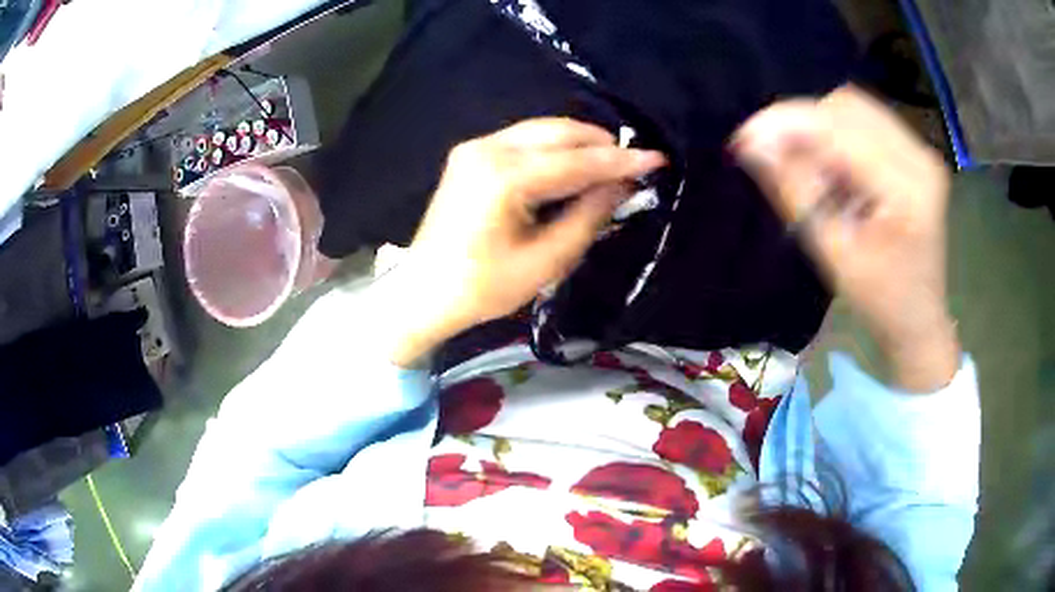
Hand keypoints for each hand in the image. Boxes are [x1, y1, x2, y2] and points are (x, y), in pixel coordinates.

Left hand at [381, 118, 665, 366]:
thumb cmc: (483, 287)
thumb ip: (588, 216)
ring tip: (610, 164)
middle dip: (600, 144)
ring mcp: (475, 148)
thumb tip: (622, 185)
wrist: (424, 292)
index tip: (658, 159)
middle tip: (634, 163)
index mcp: (504, 177)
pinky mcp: (470, 155)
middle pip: (558, 132)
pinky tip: (572, 166)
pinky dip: (553, 149)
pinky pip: (523, 140)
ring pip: (541, 131)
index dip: (621, 160)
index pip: (576, 160)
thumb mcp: (546, 261)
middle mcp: (487, 149)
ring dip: (578, 143)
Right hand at [732, 86, 958, 391]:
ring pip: (855, 107)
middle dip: (803, 123)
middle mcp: (919, 157)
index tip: (745, 139)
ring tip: (810, 168)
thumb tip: (753, 145)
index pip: (840, 129)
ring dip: (821, 127)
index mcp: (906, 190)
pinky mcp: (916, 153)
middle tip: (777, 156)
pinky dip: (839, 134)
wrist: (919, 318)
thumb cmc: (880, 301)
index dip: (788, 124)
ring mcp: (921, 152)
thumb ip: (797, 191)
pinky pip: (868, 121)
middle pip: (847, 106)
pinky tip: (835, 169)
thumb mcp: (834, 253)